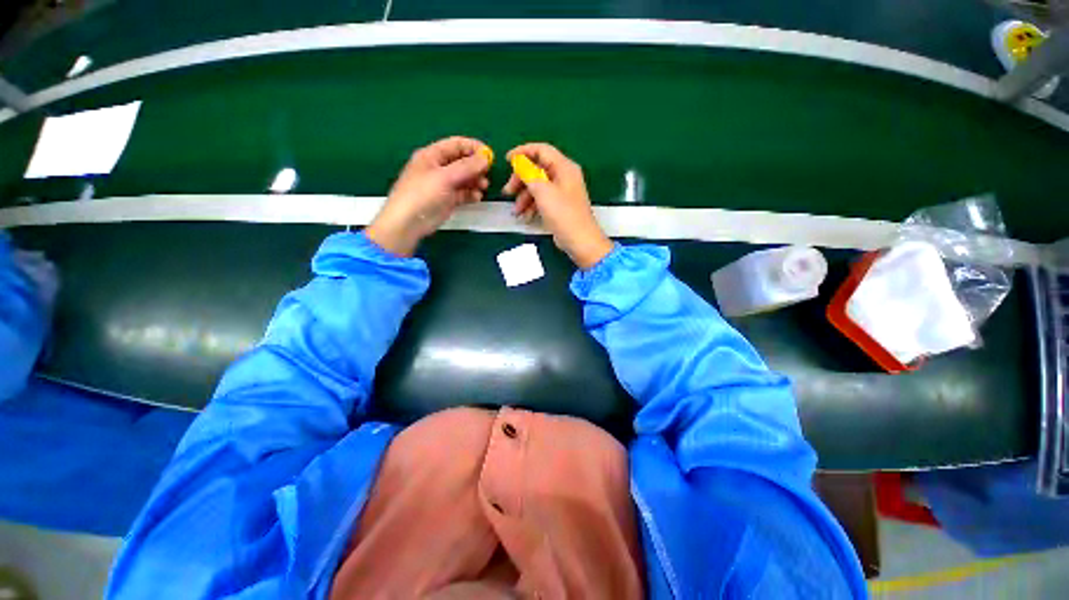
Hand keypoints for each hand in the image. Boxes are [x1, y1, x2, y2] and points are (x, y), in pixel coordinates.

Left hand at [366, 136, 491, 256]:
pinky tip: (477, 198)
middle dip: (476, 166)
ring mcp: (443, 185)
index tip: (489, 156)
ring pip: (464, 178)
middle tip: (487, 174)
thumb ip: (466, 167)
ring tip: (483, 187)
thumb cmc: (422, 194)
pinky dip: (471, 194)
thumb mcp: (445, 177)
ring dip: (476, 181)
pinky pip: (463, 193)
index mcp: (432, 155)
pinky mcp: (448, 200)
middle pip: (462, 161)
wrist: (408, 223)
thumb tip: (485, 158)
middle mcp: (438, 168)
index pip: (456, 145)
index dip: (473, 148)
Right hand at [503, 143, 613, 269]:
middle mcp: (564, 176)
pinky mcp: (560, 206)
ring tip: (516, 211)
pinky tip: (525, 216)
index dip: (522, 152)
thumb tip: (519, 162)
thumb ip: (529, 173)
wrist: (580, 240)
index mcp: (564, 167)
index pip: (541, 150)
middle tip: (508, 192)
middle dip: (520, 180)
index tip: (507, 161)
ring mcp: (562, 192)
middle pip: (537, 169)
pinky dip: (532, 205)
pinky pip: (542, 199)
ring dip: (524, 197)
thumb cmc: (563, 214)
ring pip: (538, 187)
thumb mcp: (543, 191)